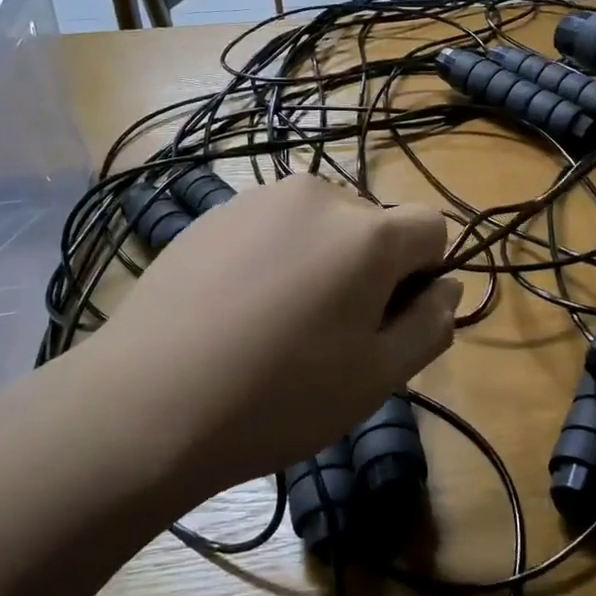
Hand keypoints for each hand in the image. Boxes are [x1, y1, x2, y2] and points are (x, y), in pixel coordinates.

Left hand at [73, 174, 460, 498]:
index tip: (389, 323)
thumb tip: (447, 287)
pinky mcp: (213, 213)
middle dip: (370, 270)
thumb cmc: (279, 396)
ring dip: (322, 262)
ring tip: (279, 324)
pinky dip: (276, 258)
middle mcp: (318, 195)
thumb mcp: (378, 377)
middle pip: (374, 226)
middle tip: (330, 336)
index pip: (432, 227)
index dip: (425, 276)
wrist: (147, 401)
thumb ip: (431, 324)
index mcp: (368, 232)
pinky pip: (272, 228)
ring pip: (321, 226)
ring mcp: (259, 199)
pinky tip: (238, 310)